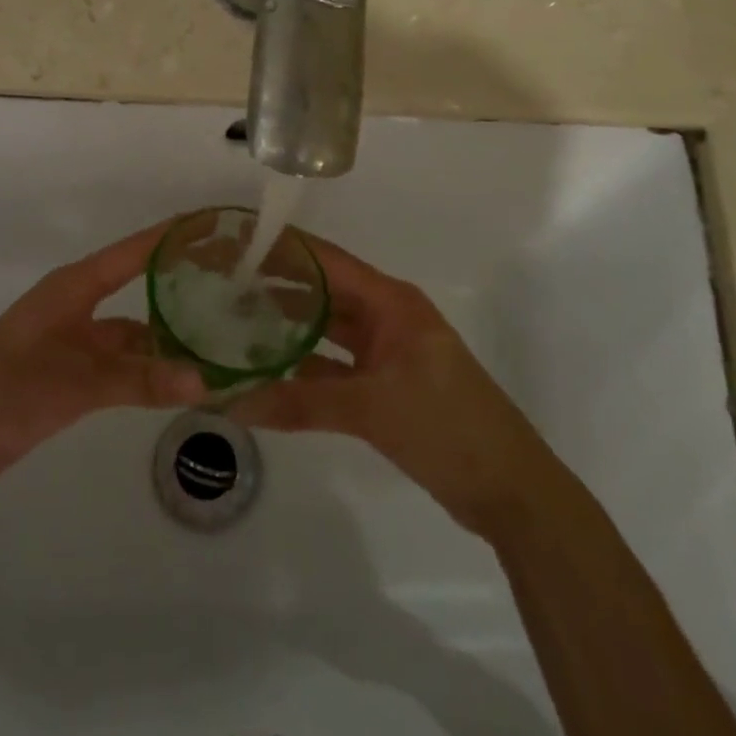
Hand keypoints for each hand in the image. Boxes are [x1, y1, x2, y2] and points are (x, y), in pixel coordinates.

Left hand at [0, 222, 206, 492]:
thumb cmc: (9, 389)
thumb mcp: (78, 382)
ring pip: (132, 332)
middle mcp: (77, 306)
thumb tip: (205, 381)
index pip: (132, 253)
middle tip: (230, 285)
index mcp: (73, 287)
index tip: (211, 224)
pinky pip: (122, 364)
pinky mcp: (72, 374)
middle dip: (178, 285)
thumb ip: (140, 380)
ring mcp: (75, 341)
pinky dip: (149, 370)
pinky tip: (180, 379)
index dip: (169, 237)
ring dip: (167, 337)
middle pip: (137, 287)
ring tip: (219, 338)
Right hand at [232, 234, 559, 539]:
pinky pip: (334, 365)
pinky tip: (266, 369)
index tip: (237, 242)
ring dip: (288, 326)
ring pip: (328, 329)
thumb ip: (300, 402)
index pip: (328, 261)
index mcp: (392, 303)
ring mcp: (387, 352)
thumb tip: (231, 402)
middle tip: (223, 282)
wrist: (512, 493)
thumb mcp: (371, 409)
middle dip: (278, 285)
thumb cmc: (448, 428)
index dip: (285, 249)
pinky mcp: (384, 385)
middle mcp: (387, 317)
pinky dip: (304, 366)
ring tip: (234, 319)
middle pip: (325, 291)